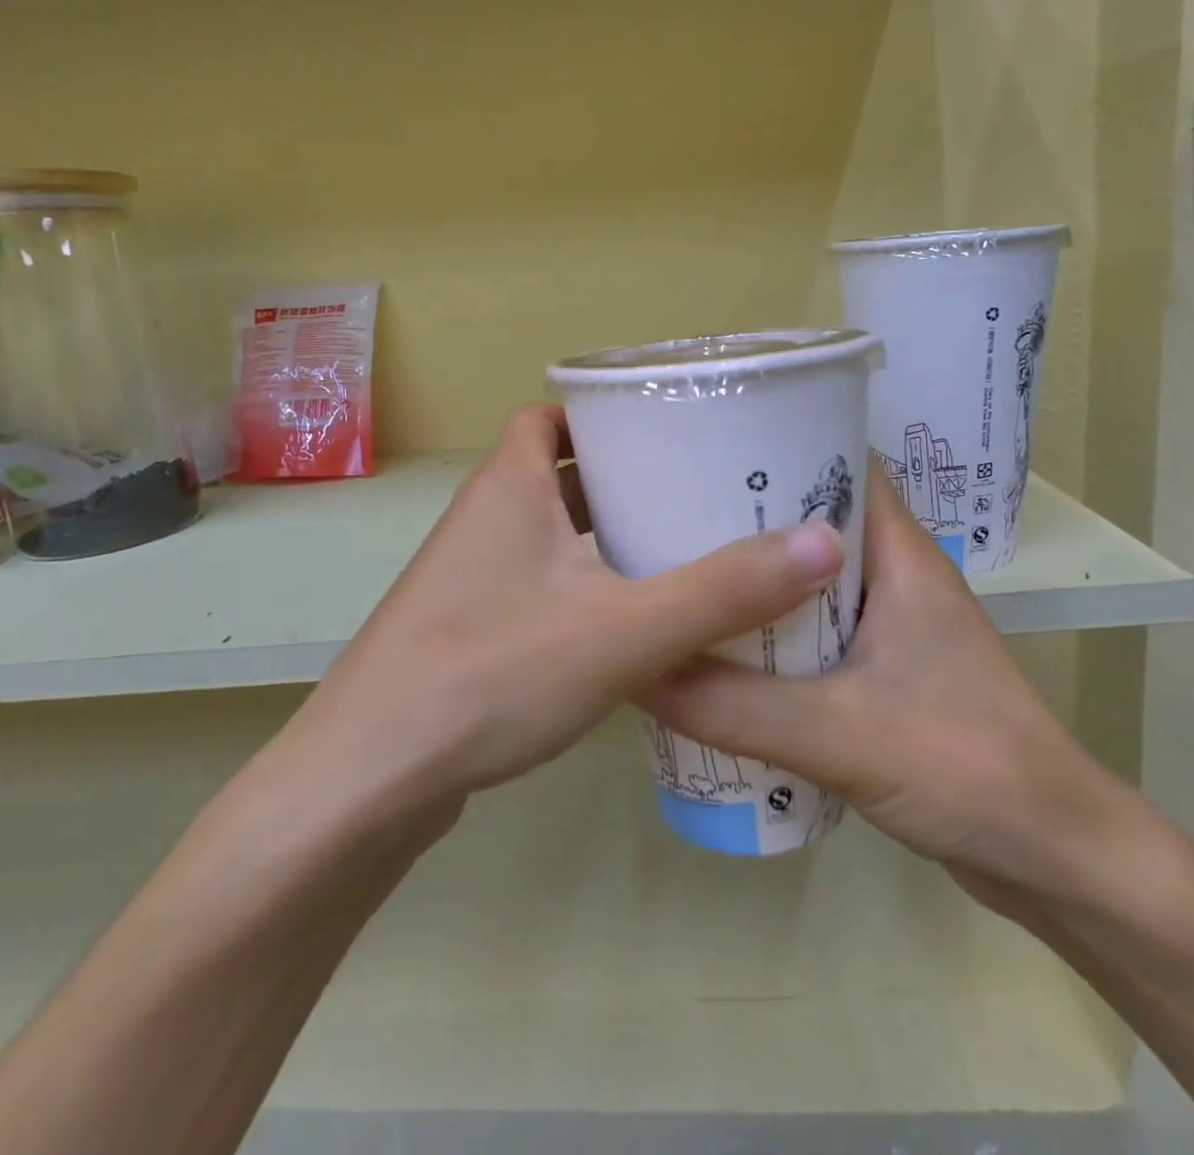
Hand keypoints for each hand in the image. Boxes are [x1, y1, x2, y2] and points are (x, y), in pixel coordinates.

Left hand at [256, 403, 846, 839]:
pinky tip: (632, 624)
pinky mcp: (468, 629)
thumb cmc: (492, 673)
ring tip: (681, 549)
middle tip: (695, 490)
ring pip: (550, 533)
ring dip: (605, 537)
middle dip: (623, 477)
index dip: (603, 414)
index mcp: (508, 485)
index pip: (552, 416)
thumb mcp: (624, 629)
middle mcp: (483, 518)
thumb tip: (824, 542)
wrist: (369, 779)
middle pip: (558, 472)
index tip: (667, 430)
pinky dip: (583, 587)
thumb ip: (724, 590)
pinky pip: (538, 584)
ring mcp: (469, 577)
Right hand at [644, 466, 1131, 910]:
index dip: (780, 446)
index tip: (706, 450)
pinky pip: (813, 635)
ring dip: (755, 584)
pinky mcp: (882, 676)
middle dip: (748, 518)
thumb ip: (733, 706)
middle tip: (669, 517)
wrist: (1054, 859)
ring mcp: (891, 629)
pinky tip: (719, 652)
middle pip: (813, 523)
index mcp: (901, 555)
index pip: (842, 464)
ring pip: (808, 583)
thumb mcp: (838, 733)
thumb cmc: (966, 765)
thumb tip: (639, 670)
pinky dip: (770, 636)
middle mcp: (896, 578)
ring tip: (681, 578)